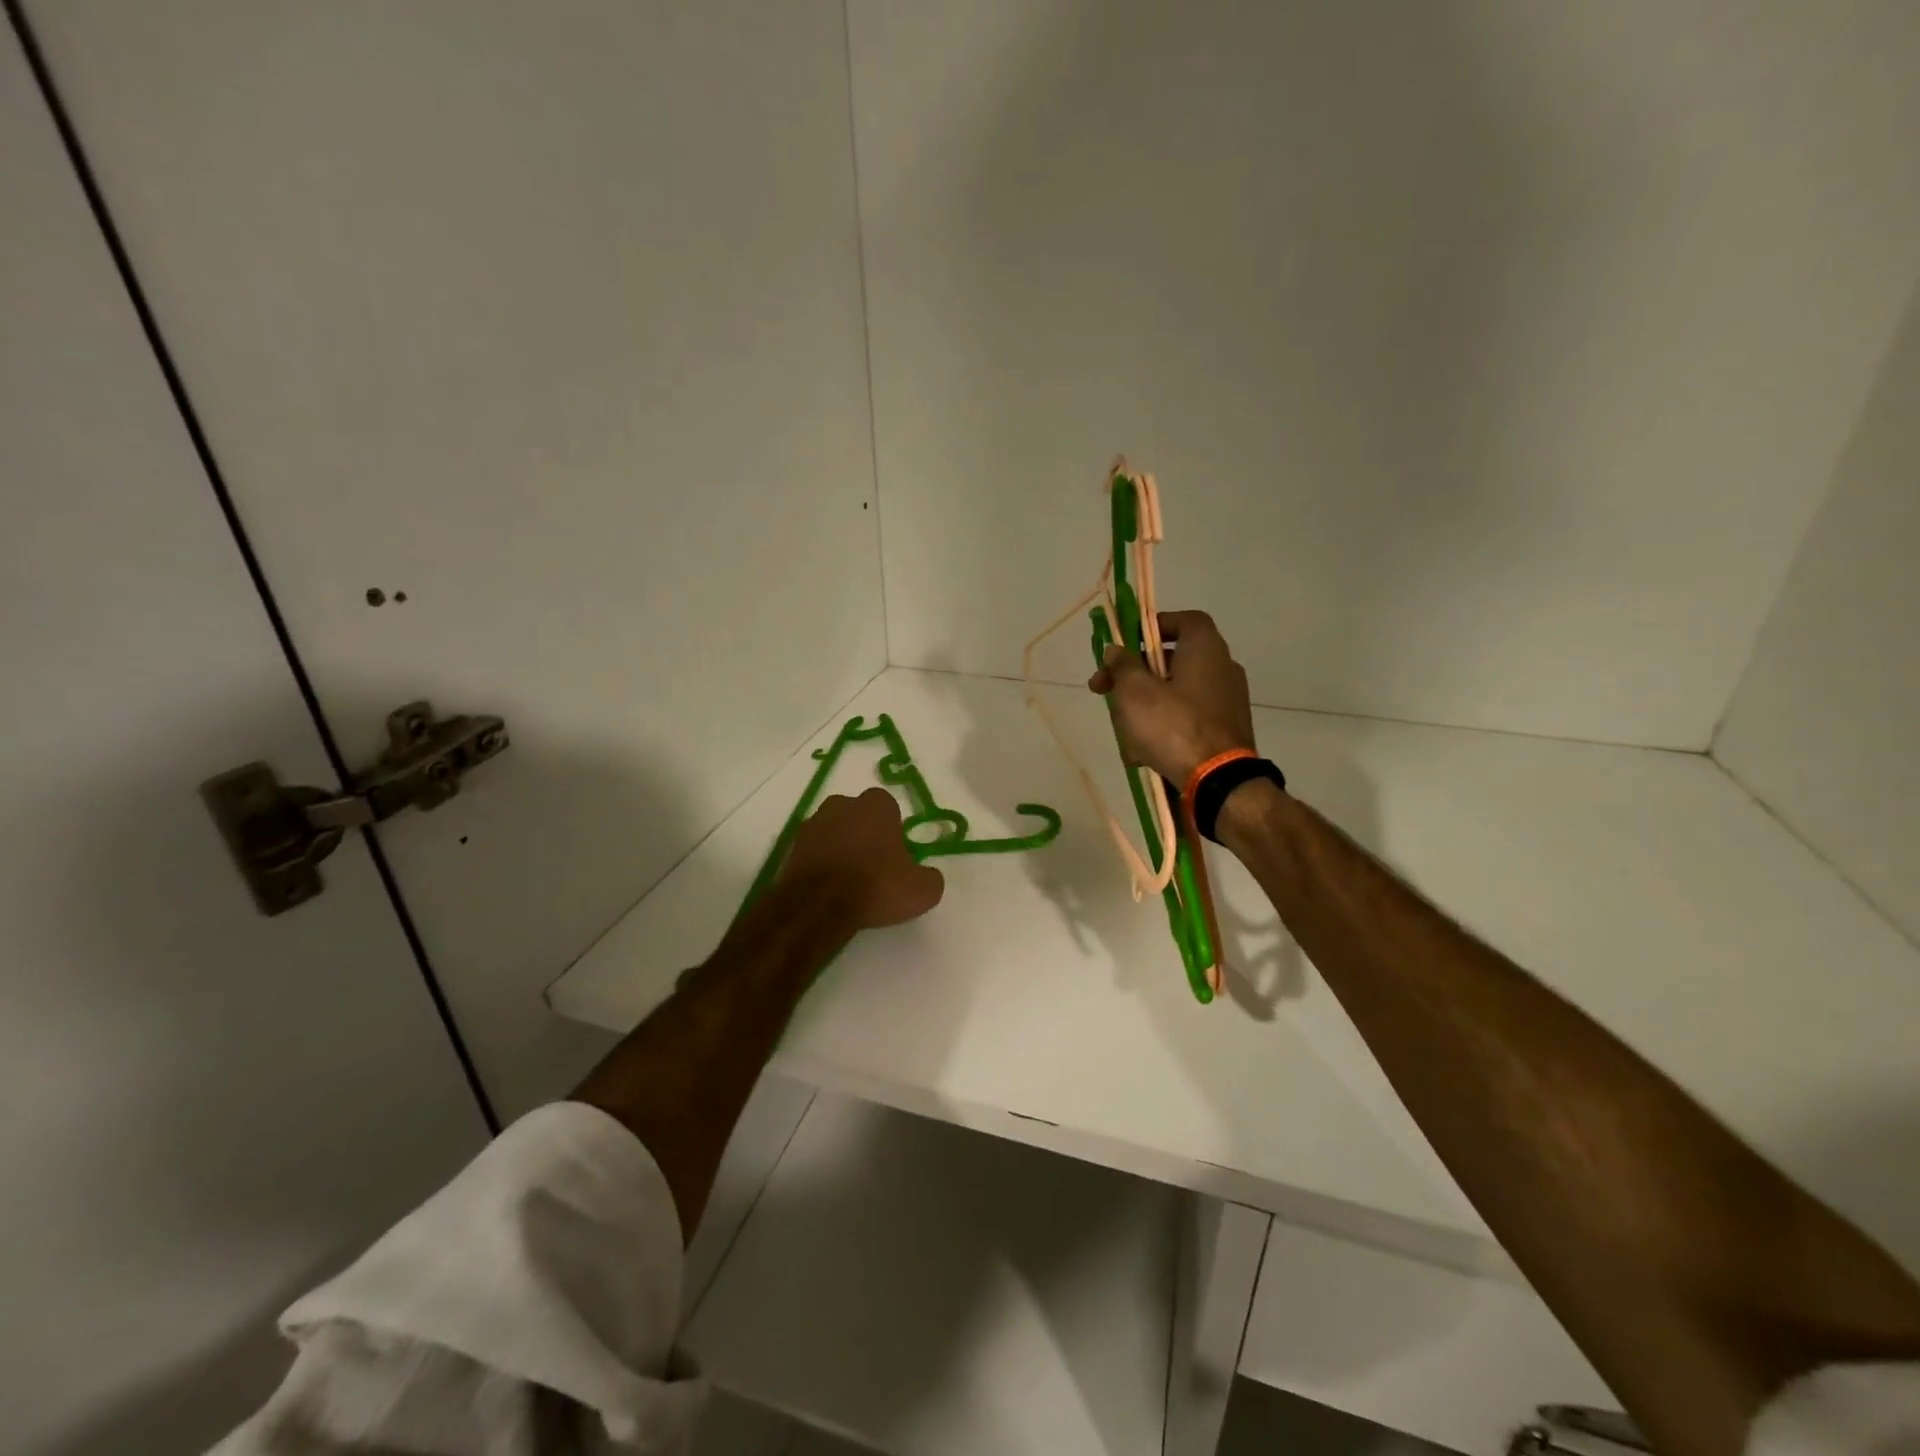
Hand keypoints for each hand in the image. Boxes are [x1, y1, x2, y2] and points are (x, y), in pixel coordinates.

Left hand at [781, 787, 945, 929]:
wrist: (818, 905)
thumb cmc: (875, 886)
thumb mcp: (922, 889)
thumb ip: (930, 877)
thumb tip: (927, 876)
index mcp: (876, 804)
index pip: (890, 810)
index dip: (894, 833)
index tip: (896, 858)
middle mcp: (842, 803)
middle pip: (859, 817)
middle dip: (865, 836)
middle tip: (873, 870)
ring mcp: (813, 823)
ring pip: (834, 832)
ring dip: (841, 849)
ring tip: (848, 883)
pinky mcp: (791, 845)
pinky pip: (814, 851)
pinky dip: (821, 864)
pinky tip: (828, 889)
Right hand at [1087, 609, 1256, 784]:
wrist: (1218, 782)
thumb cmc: (1172, 726)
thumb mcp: (1134, 691)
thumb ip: (1122, 665)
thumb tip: (1116, 650)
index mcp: (1205, 648)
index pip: (1182, 620)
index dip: (1152, 627)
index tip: (1125, 646)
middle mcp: (1222, 668)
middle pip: (1171, 661)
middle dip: (1133, 677)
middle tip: (1104, 692)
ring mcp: (1227, 702)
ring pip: (1174, 695)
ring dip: (1144, 709)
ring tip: (1123, 736)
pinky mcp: (1225, 731)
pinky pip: (1187, 720)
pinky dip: (1164, 730)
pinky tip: (1143, 754)